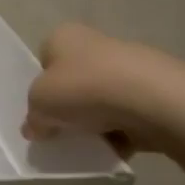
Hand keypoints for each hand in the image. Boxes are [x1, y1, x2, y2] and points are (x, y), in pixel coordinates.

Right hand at [23, 23, 184, 156]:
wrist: (150, 99)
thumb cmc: (83, 89)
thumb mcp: (39, 104)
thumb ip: (33, 118)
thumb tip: (36, 128)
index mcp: (63, 37)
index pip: (44, 60)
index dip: (40, 87)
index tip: (41, 111)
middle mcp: (95, 43)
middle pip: (73, 81)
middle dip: (69, 107)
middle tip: (61, 132)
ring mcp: (127, 66)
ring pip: (100, 100)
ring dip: (94, 122)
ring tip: (89, 144)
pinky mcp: (151, 90)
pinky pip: (126, 115)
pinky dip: (120, 132)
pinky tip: (115, 147)